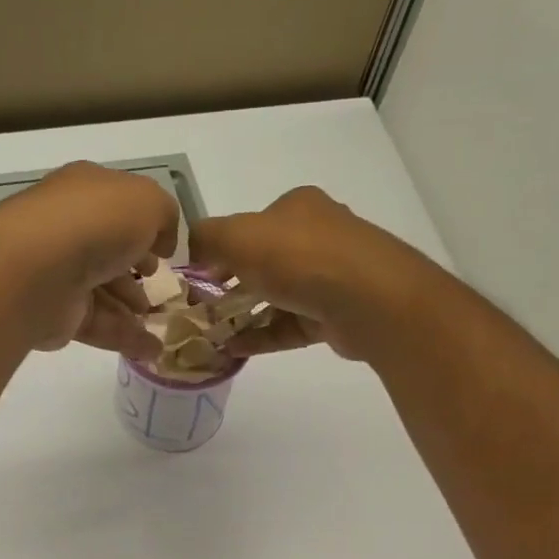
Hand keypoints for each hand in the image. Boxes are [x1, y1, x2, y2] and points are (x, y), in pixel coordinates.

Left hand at [0, 162, 177, 361]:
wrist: (38, 270)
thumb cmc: (95, 223)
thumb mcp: (147, 202)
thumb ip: (165, 216)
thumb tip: (162, 243)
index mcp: (86, 192)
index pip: (118, 208)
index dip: (145, 228)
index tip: (165, 253)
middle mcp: (70, 229)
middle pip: (109, 251)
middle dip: (137, 271)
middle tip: (162, 291)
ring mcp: (60, 273)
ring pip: (105, 291)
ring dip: (134, 309)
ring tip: (161, 324)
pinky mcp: (58, 314)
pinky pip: (99, 325)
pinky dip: (126, 338)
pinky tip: (152, 350)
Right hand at [189, 187, 449, 362]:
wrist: (368, 301)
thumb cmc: (301, 258)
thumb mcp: (239, 236)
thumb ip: (207, 238)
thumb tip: (190, 251)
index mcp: (296, 208)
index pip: (250, 226)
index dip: (219, 250)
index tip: (194, 277)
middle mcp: (315, 237)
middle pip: (262, 262)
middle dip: (229, 286)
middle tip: (200, 309)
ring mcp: (327, 278)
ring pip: (274, 297)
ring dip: (242, 316)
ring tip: (211, 335)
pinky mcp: (331, 316)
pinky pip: (286, 326)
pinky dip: (260, 336)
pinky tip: (232, 350)